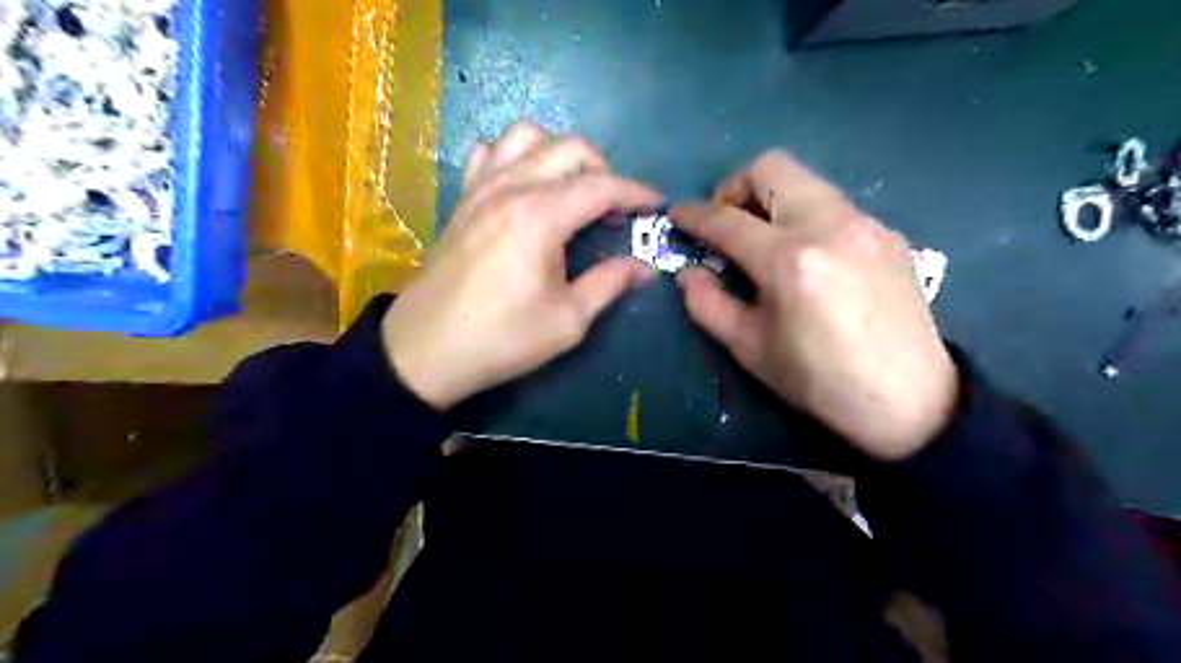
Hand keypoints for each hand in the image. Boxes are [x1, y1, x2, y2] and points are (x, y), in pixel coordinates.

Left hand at [384, 119, 659, 408]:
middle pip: (570, 149)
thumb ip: (609, 284)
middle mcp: (511, 188)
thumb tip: (644, 267)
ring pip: (527, 136)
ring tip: (572, 189)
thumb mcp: (567, 321)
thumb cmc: (502, 339)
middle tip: (615, 210)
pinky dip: (516, 156)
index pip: (601, 186)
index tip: (658, 205)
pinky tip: (524, 185)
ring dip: (561, 153)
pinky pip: (490, 152)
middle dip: (604, 170)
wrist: (426, 350)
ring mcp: (481, 188)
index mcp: (540, 217)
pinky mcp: (463, 199)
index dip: (636, 192)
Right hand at [672, 150, 958, 461]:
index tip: (678, 215)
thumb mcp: (749, 349)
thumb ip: (708, 304)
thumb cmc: (818, 381)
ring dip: (773, 200)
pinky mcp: (888, 234)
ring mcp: (865, 224)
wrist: (909, 401)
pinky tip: (810, 258)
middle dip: (736, 187)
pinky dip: (807, 217)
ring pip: (806, 182)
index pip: (727, 220)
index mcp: (789, 260)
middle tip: (728, 224)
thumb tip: (689, 273)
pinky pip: (834, 206)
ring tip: (765, 240)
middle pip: (772, 168)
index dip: (694, 215)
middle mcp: (829, 225)